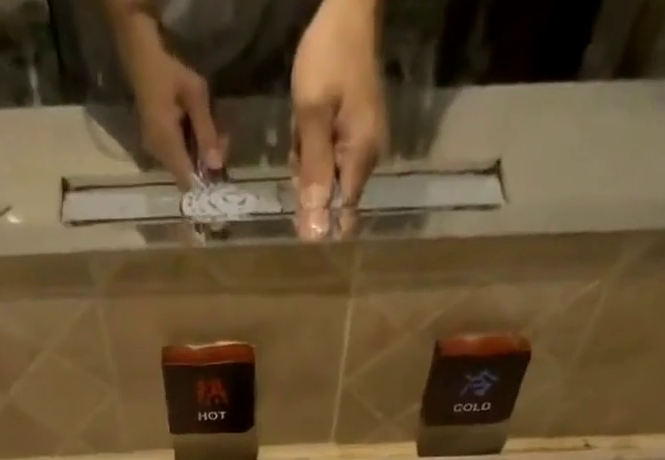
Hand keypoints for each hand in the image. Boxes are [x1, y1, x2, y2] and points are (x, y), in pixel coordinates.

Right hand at [112, 12, 224, 188]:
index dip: (204, 183)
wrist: (141, 56)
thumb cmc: (169, 71)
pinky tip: (198, 130)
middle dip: (206, 164)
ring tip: (214, 131)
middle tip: (222, 139)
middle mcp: (158, 154)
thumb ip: (206, 132)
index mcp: (166, 143)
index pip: (187, 181)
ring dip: (200, 155)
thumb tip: (216, 166)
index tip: (220, 171)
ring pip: (182, 166)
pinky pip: (176, 156)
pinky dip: (190, 148)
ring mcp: (154, 150)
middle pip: (186, 175)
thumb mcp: (195, 95)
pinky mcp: (155, 144)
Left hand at [290, 0, 386, 238]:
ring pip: (327, 176)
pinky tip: (306, 124)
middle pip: (333, 197)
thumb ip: (313, 174)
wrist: (348, 9)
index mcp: (361, 159)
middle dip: (309, 183)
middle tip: (299, 142)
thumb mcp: (311, 117)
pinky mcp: (355, 133)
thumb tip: (315, 232)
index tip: (296, 213)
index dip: (318, 220)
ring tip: (301, 128)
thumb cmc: (328, 59)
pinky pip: (329, 156)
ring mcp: (363, 145)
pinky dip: (312, 147)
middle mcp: (368, 159)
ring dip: (307, 162)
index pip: (342, 215)